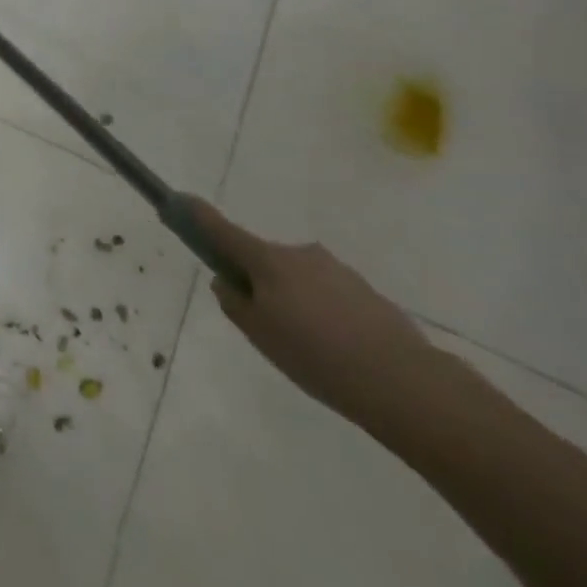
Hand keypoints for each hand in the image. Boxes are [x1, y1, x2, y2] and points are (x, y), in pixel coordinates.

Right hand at [189, 199, 444, 431]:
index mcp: (267, 260)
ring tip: (311, 349)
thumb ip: (235, 303)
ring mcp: (336, 270)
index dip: (197, 216)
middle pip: (264, 259)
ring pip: (298, 279)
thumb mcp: (261, 336)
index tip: (179, 201)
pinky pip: (329, 296)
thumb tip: (226, 281)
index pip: (222, 230)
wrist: (407, 385)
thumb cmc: (318, 357)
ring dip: (295, 300)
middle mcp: (299, 253)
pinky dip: (324, 314)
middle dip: (259, 282)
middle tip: (267, 326)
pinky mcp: (366, 292)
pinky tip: (339, 352)